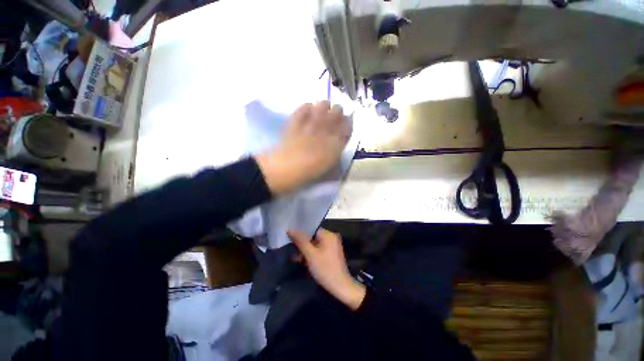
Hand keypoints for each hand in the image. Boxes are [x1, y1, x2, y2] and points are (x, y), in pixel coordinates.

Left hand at [255, 101, 351, 194]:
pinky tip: (306, 114)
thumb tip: (339, 138)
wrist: (289, 167)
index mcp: (338, 139)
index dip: (346, 123)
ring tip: (319, 114)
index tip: (342, 125)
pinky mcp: (298, 118)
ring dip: (323, 107)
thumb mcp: (331, 163)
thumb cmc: (311, 170)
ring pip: (323, 103)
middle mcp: (328, 126)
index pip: (348, 124)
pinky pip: (306, 105)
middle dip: (337, 113)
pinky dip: (308, 108)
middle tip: (331, 119)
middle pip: (338, 109)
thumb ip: (338, 148)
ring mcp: (312, 120)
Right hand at [289, 228, 365, 310]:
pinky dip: (311, 254)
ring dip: (305, 250)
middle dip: (302, 243)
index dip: (300, 233)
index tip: (289, 238)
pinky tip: (301, 261)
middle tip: (291, 249)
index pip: (311, 229)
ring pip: (314, 244)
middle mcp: (331, 238)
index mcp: (328, 235)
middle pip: (312, 237)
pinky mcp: (331, 254)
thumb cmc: (325, 269)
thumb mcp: (310, 254)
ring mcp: (332, 246)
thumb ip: (300, 241)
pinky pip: (318, 250)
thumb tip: (290, 229)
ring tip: (294, 257)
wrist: (340, 287)